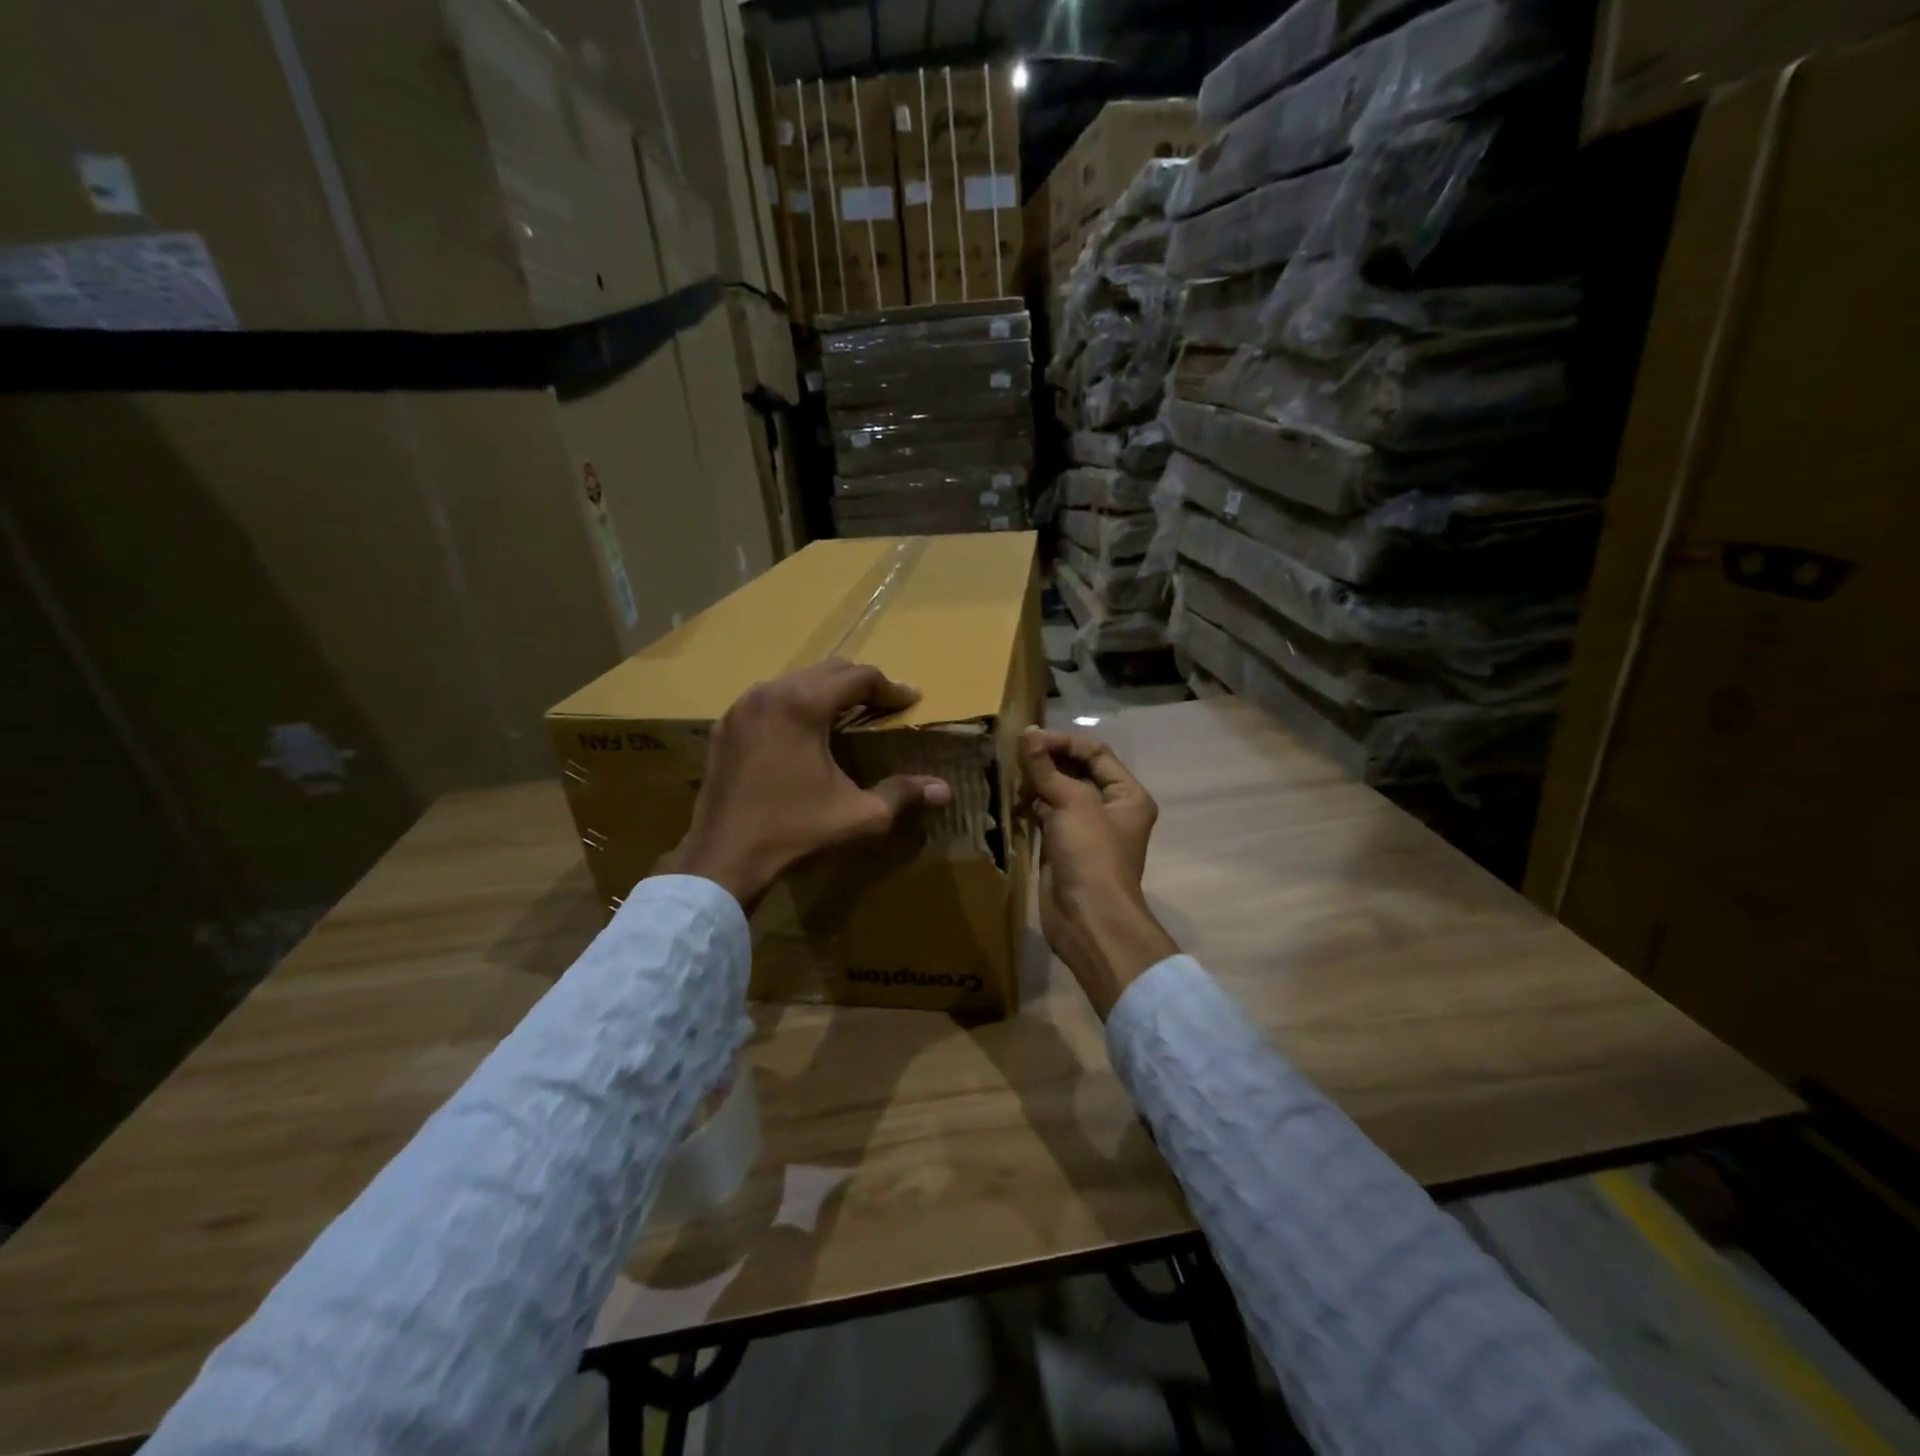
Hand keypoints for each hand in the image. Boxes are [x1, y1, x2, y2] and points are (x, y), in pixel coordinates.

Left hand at [657, 659, 953, 910]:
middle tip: (884, 705)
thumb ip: (903, 795)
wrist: (723, 858)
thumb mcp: (859, 816)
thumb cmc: (795, 832)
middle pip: (827, 670)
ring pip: (795, 681)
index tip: (911, 701)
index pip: (858, 676)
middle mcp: (769, 693)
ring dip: (826, 692)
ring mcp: (741, 707)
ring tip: (847, 716)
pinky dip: (794, 706)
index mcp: (802, 705)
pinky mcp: (725, 726)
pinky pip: (768, 700)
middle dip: (860, 684)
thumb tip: (944, 790)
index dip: (891, 688)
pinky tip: (804, 733)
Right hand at [1020, 728, 1177, 1018]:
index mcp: (1127, 794)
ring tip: (1007, 774)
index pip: (1094, 753)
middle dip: (1047, 761)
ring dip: (1035, 783)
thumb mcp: (1072, 803)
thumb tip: (1027, 733)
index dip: (1062, 742)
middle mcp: (1110, 808)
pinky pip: (1046, 817)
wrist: (1088, 919)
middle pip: (1076, 771)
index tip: (1028, 739)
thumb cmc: (1091, 855)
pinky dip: (1030, 806)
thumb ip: (1046, 768)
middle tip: (1013, 755)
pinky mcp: (1063, 847)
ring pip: (1058, 794)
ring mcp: (1086, 830)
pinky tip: (1010, 800)